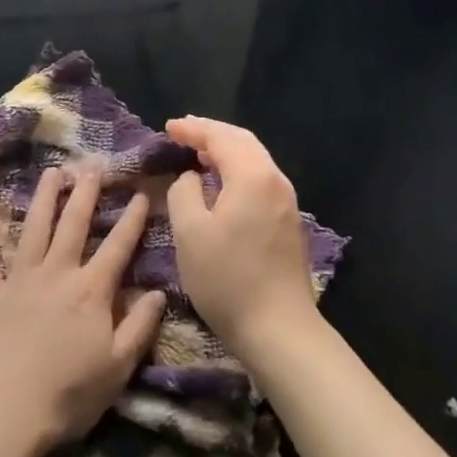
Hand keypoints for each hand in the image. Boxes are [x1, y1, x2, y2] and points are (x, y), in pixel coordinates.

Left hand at [0, 162, 165, 452]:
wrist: (4, 411)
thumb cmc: (67, 394)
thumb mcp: (117, 368)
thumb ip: (140, 327)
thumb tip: (160, 292)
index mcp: (92, 290)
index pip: (118, 246)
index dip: (131, 219)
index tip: (139, 193)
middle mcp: (58, 272)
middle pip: (74, 224)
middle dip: (86, 192)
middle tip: (92, 164)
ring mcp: (20, 278)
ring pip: (35, 227)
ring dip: (44, 197)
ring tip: (52, 172)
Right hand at [164, 116, 320, 357]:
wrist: (280, 330)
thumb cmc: (228, 279)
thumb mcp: (190, 233)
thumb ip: (184, 193)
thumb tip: (192, 178)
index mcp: (252, 176)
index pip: (221, 137)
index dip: (193, 129)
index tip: (168, 126)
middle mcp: (275, 180)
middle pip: (243, 141)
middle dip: (212, 133)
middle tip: (184, 131)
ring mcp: (286, 201)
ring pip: (254, 159)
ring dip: (226, 150)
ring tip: (199, 152)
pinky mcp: (288, 222)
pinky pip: (260, 178)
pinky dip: (237, 168)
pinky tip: (222, 182)